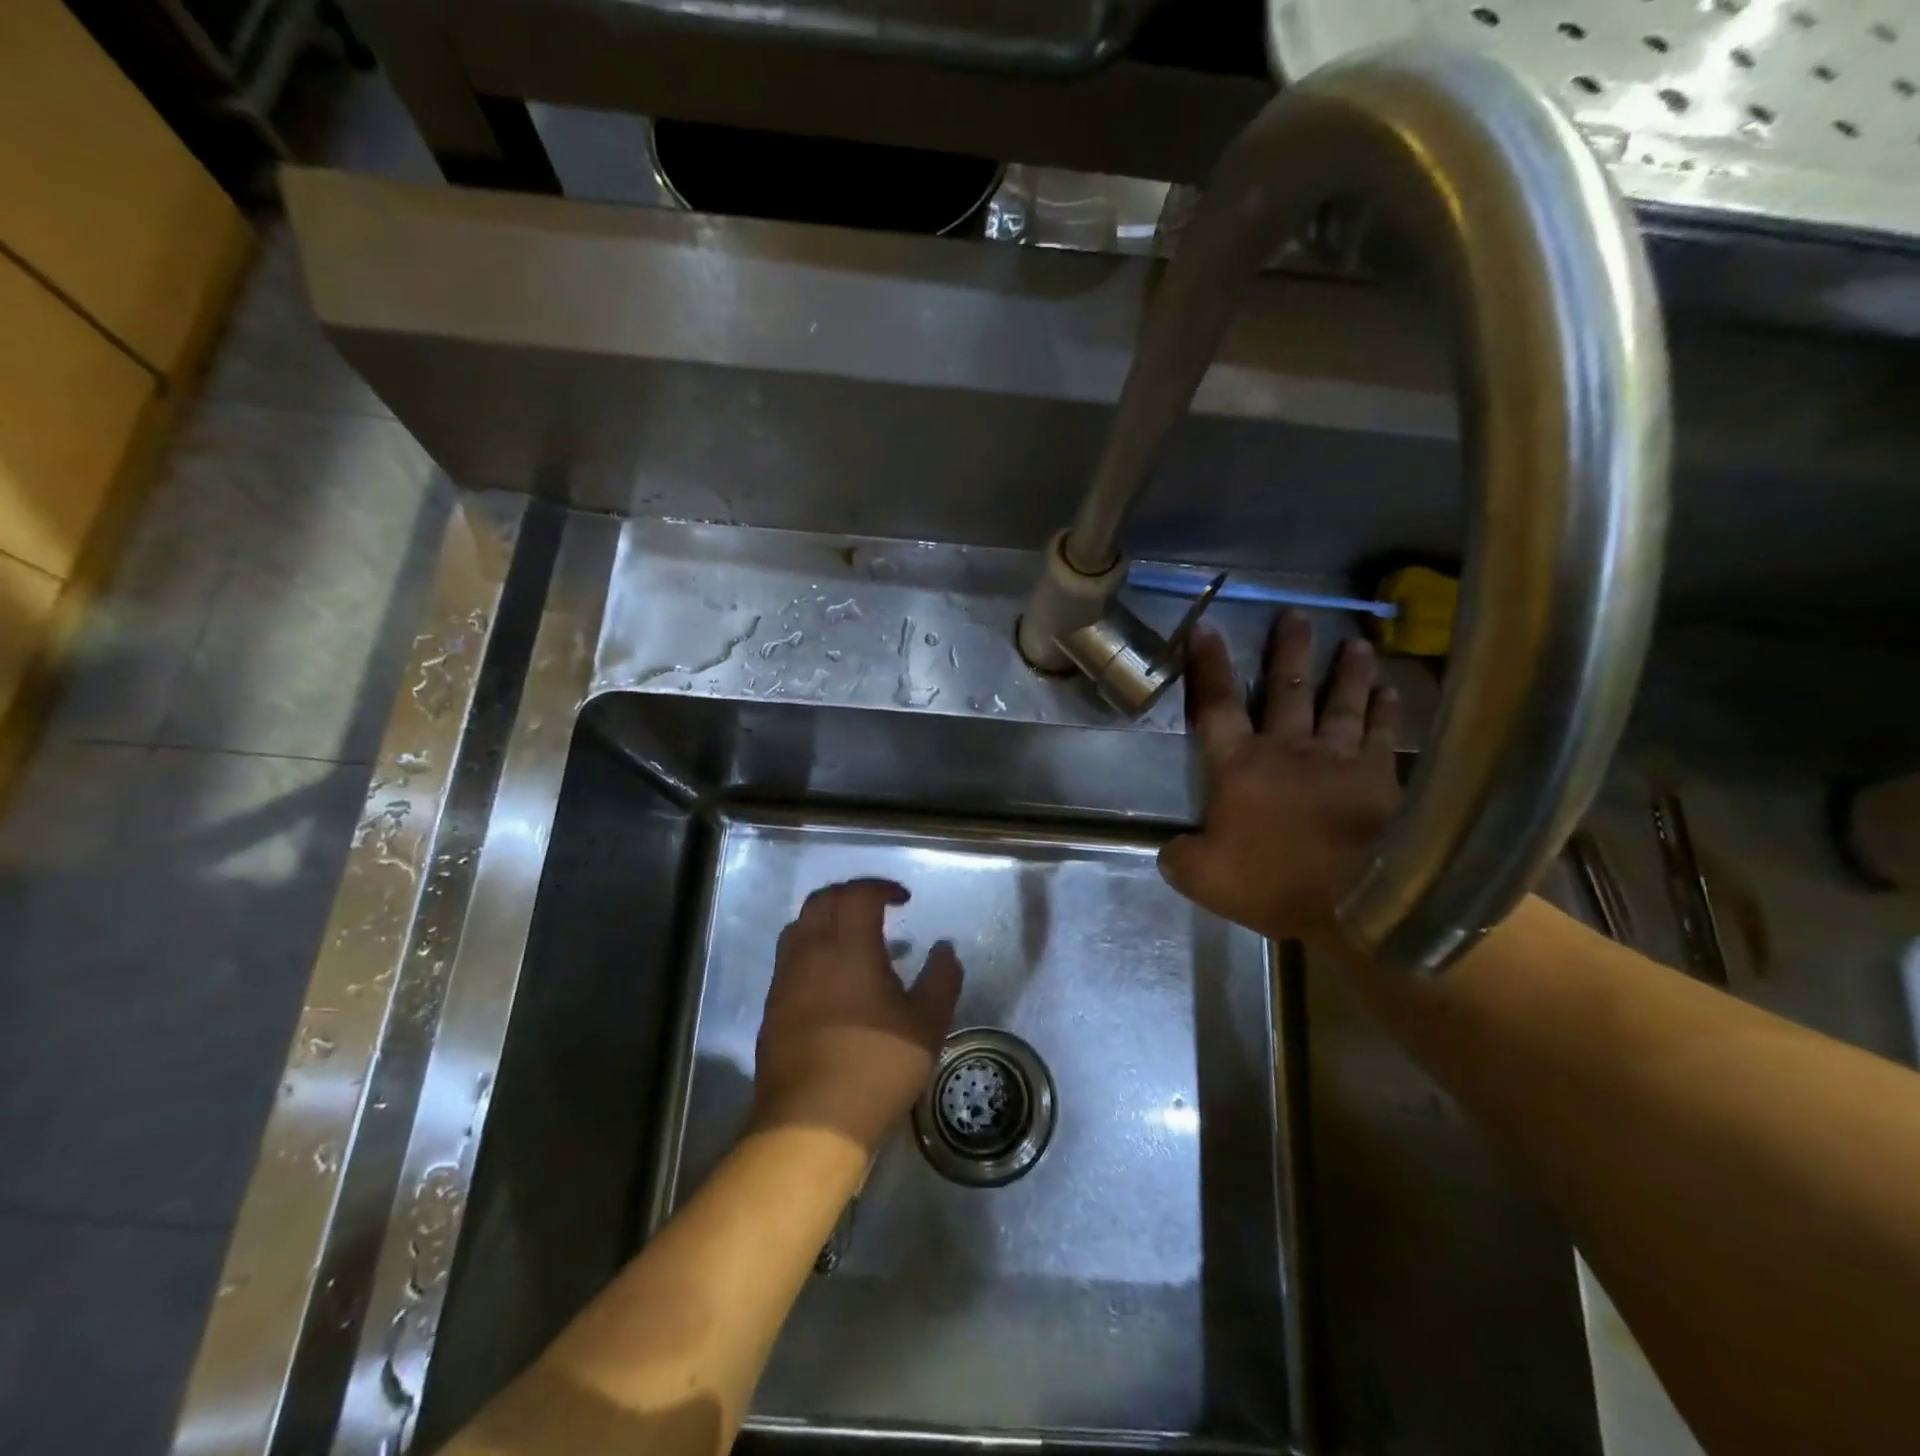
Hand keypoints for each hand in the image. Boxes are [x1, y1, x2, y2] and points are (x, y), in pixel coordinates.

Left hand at [752, 879, 963, 1151]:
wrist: (812, 1120)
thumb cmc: (877, 1065)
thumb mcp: (927, 1024)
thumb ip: (941, 979)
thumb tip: (944, 949)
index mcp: (849, 947)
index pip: (858, 894)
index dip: (881, 888)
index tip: (903, 899)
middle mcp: (810, 952)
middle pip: (822, 901)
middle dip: (850, 895)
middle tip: (876, 908)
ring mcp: (785, 980)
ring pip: (799, 927)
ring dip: (826, 920)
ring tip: (852, 940)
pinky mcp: (772, 1008)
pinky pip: (790, 959)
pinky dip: (812, 951)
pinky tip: (832, 981)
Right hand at [1158, 610, 1402, 944]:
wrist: (1354, 901)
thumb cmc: (1271, 883)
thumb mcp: (1201, 877)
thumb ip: (1180, 857)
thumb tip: (1171, 847)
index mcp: (1239, 767)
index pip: (1216, 705)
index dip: (1208, 666)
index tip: (1206, 627)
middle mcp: (1288, 749)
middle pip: (1286, 689)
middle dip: (1288, 650)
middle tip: (1296, 614)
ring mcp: (1338, 759)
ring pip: (1341, 703)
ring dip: (1346, 671)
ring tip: (1356, 643)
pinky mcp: (1380, 777)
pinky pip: (1383, 733)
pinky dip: (1386, 709)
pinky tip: (1391, 690)